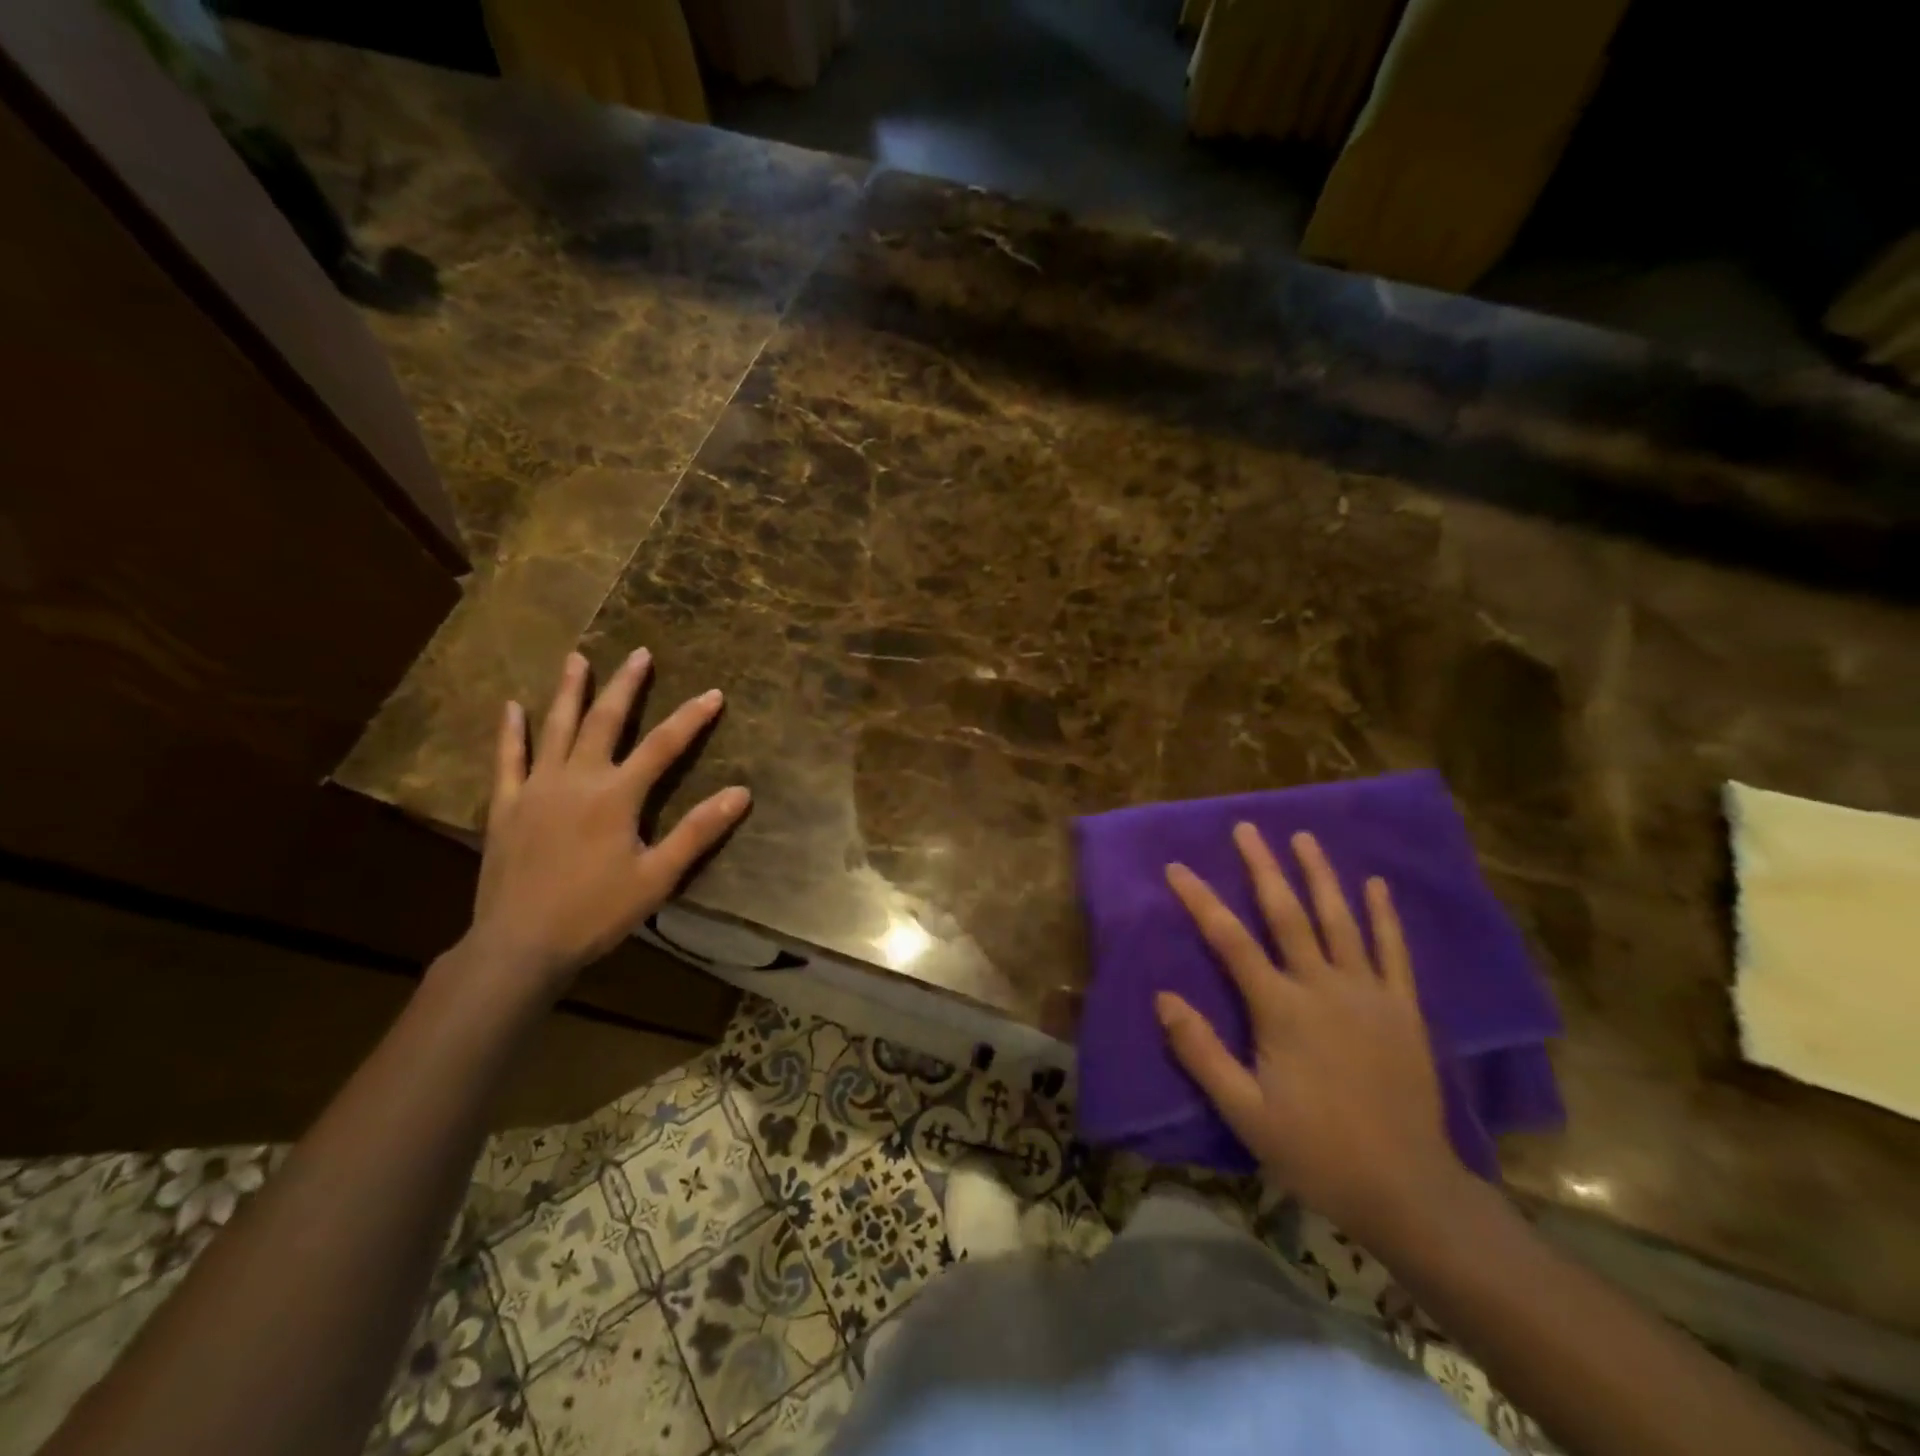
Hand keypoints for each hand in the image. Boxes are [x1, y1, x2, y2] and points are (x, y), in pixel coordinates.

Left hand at [466, 649, 750, 991]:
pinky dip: (511, 732)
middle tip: (638, 653)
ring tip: (576, 658)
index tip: (714, 694)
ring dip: (568, 692)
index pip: (664, 746)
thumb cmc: (596, 912)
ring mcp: (537, 788)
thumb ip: (698, 831)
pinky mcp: (506, 805)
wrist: (520, 944)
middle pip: (606, 721)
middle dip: (625, 685)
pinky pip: (508, 759)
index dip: (692, 718)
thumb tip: (741, 793)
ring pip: (555, 728)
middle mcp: (577, 778)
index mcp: (617, 795)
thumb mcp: (658, 877)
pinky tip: (511, 707)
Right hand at [1156, 825, 1466, 1247]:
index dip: (1201, 901)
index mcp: (1282, 1009)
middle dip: (1264, 867)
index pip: (1230, 941)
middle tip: (1247, 828)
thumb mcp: (1245, 1112)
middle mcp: (1324, 988)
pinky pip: (1394, 952)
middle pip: (1288, 914)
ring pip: (1341, 920)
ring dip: (1321, 875)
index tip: (1177, 868)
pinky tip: (1376, 885)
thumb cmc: (1316, 1151)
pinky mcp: (1404, 1009)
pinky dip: (1385, 915)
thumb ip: (1201, 1052)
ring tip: (1304, 837)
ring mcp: (1370, 994)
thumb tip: (1162, 997)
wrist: (1408, 1191)